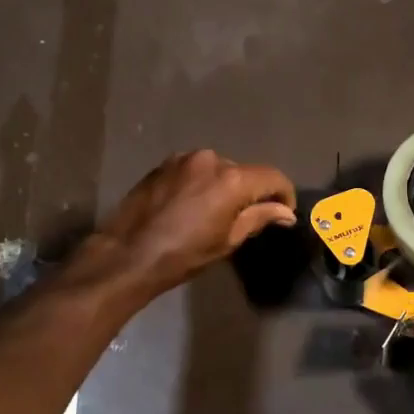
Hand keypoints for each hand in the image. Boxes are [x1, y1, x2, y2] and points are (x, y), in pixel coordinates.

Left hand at [87, 150, 295, 298]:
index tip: (283, 213)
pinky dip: (201, 183)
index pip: (272, 177)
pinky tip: (190, 206)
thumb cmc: (184, 254)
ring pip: (217, 169)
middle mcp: (210, 159)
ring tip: (213, 213)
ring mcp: (184, 158)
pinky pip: (194, 170)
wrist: (128, 254)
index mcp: (231, 179)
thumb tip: (285, 213)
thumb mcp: (228, 240)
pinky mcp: (164, 164)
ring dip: (223, 186)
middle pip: (243, 172)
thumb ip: (259, 218)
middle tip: (245, 219)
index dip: (284, 194)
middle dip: (250, 192)